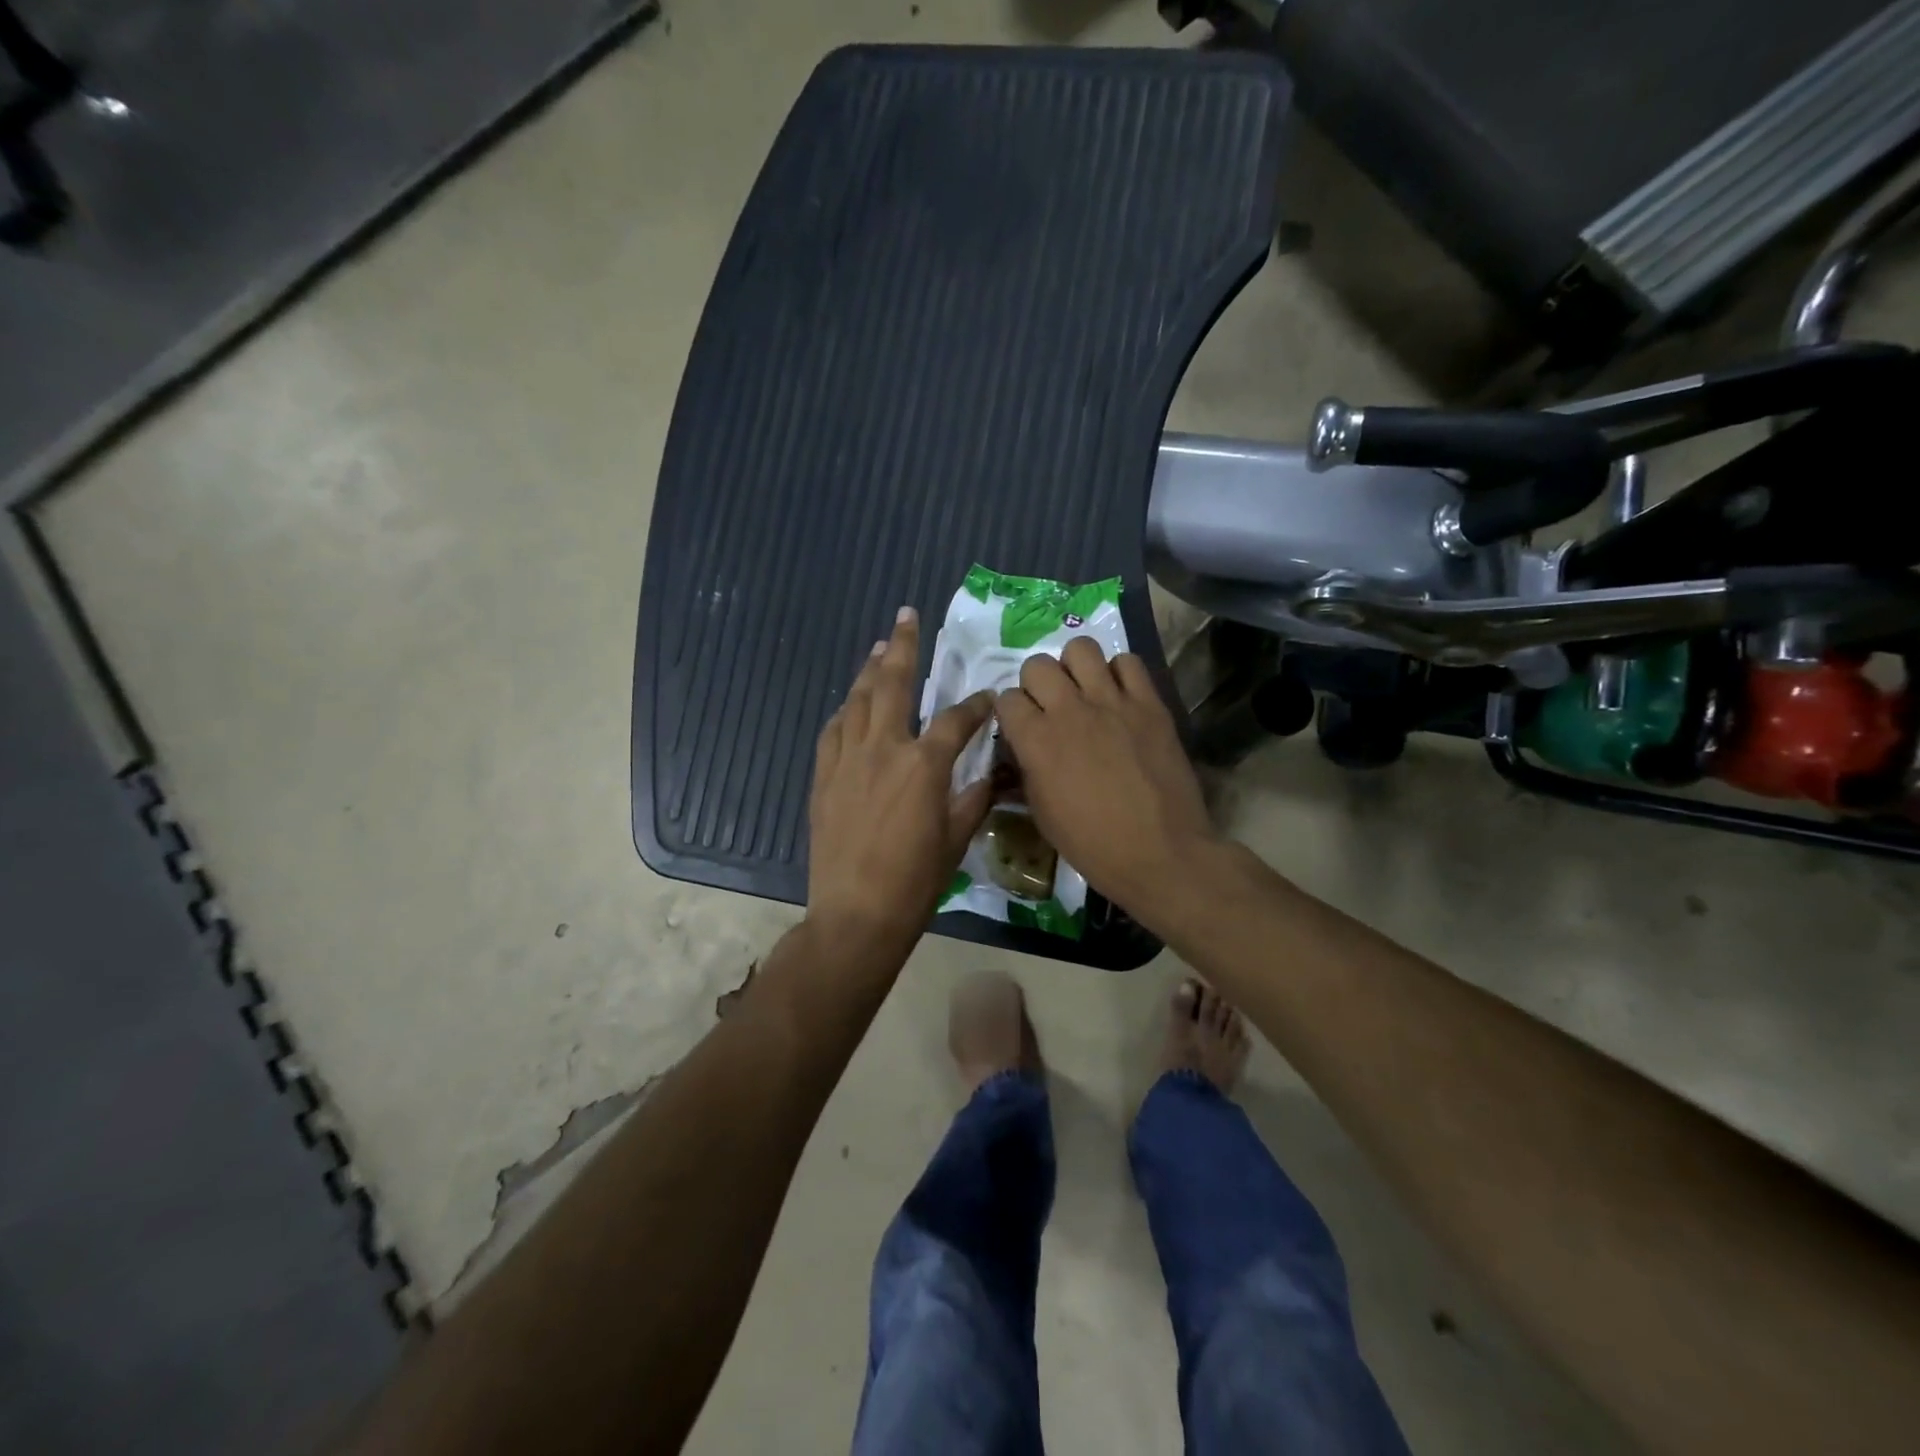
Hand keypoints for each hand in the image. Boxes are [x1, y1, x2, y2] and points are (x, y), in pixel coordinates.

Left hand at [807, 607, 993, 956]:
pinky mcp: (823, 777)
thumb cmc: (915, 882)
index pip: (957, 719)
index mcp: (924, 764)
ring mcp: (847, 760)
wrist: (856, 914)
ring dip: (870, 671)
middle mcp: (884, 748)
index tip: (988, 699)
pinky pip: (833, 731)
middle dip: (903, 646)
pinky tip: (851, 705)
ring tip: (879, 649)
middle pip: (893, 684)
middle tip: (906, 617)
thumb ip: (973, 798)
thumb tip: (989, 775)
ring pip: (857, 701)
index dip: (977, 706)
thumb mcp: (957, 839)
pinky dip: (845, 712)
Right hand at [995, 638, 1219, 921]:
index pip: (1006, 699)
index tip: (1020, 727)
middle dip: (1036, 683)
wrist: (1160, 852)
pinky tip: (1120, 696)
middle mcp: (1069, 710)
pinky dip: (1120, 673)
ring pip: (1081, 649)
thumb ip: (1025, 772)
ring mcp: (1112, 702)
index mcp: (1036, 740)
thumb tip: (1020, 753)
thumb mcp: (1041, 814)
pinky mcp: (1150, 704)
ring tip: (1084, 690)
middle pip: (1038, 665)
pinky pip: (1129, 663)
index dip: (1010, 713)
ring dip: (1075, 667)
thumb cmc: (1092, 844)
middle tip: (1050, 706)